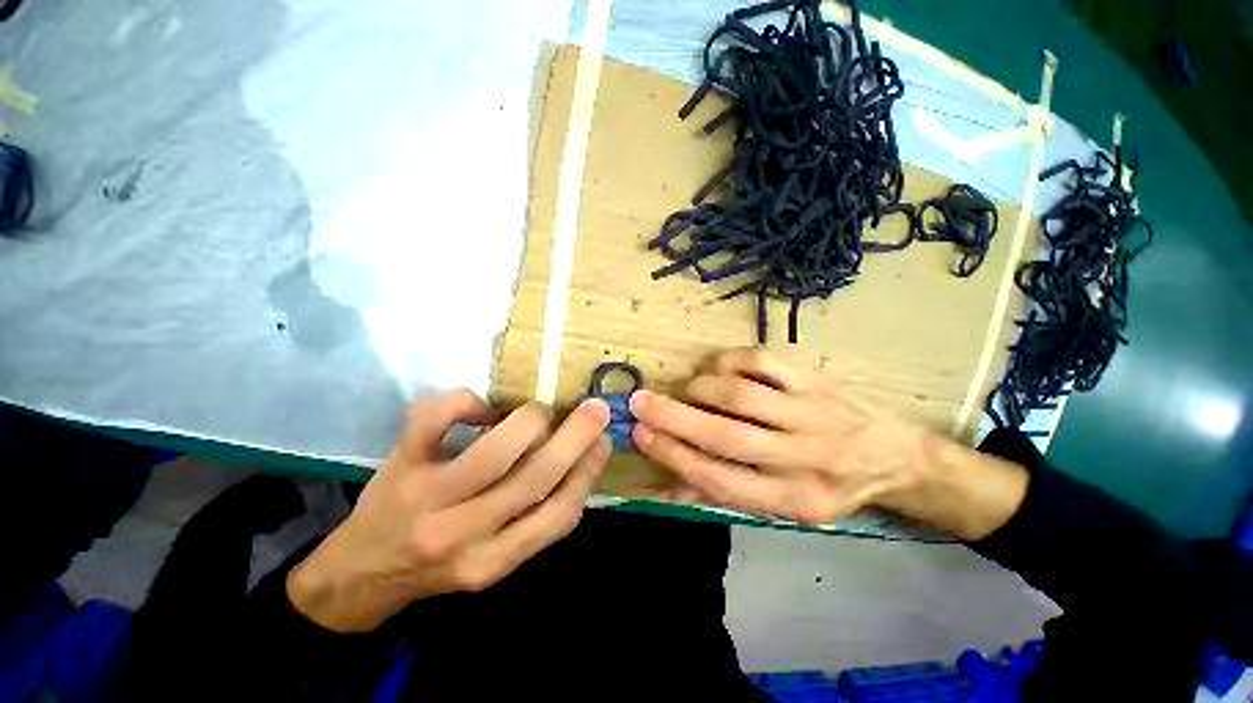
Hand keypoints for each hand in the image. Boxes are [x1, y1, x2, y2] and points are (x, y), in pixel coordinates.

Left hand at [287, 390, 610, 632]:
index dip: (588, 472)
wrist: (358, 574)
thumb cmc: (438, 564)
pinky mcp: (399, 465)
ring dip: (531, 420)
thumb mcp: (494, 560)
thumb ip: (537, 520)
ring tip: (540, 411)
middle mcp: (462, 534)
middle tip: (596, 409)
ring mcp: (426, 497)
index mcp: (493, 561)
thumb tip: (579, 461)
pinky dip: (468, 401)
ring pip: (496, 450)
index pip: (558, 516)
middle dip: (575, 436)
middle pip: (534, 478)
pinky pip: (436, 419)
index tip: (603, 442)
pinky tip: (482, 408)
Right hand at [630, 349, 1026, 537]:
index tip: (641, 435)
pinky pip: (761, 362)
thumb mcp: (783, 506)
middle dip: (674, 417)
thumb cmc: (829, 485)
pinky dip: (727, 362)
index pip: (719, 479)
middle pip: (726, 435)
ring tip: (686, 390)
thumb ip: (725, 493)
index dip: (674, 455)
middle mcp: (802, 457)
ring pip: (741, 395)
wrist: (895, 456)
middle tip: (638, 402)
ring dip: (700, 389)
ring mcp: (811, 412)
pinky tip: (716, 370)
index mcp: (792, 499)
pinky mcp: (814, 379)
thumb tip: (669, 485)